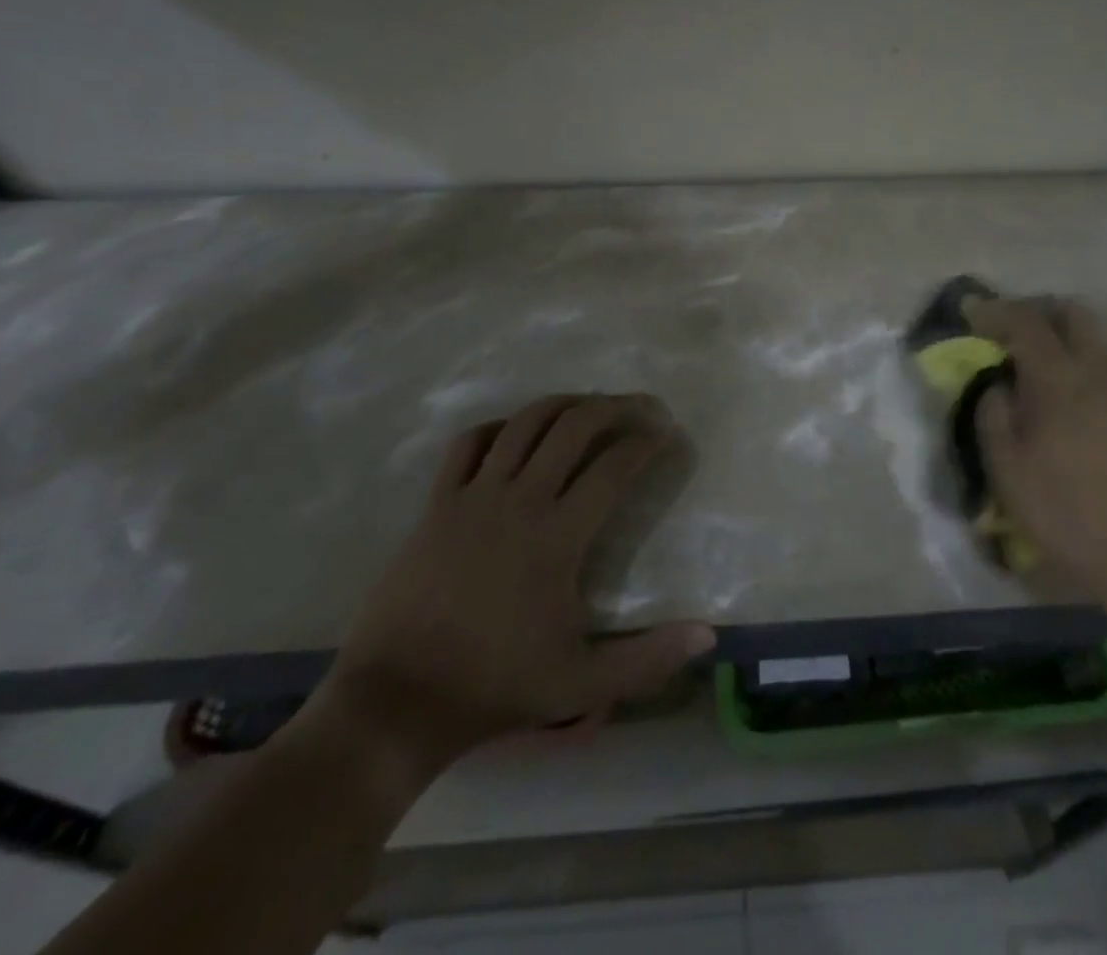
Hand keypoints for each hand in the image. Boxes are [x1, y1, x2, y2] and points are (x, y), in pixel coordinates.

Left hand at [311, 394, 714, 793]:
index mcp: (558, 536)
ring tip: (588, 405)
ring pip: (525, 423)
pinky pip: (469, 443)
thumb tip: (709, 636)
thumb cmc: (495, 688)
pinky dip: (499, 426)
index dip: (646, 444)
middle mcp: (520, 500)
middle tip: (639, 407)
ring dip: (563, 405)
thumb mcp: (583, 684)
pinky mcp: (438, 503)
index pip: (614, 468)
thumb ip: (649, 658)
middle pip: (574, 427)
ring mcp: (474, 496)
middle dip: (613, 406)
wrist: (397, 700)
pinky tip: (515, 431)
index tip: (665, 436)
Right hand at [966, 298, 1106, 606]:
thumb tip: (997, 386)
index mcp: (1057, 380)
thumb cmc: (1060, 508)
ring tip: (1038, 357)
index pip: (1026, 323)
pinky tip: (1068, 388)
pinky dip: (1084, 357)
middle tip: (1009, 327)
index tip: (970, 311)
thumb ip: (993, 415)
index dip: (995, 311)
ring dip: (1065, 332)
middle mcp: (1096, 372)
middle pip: (1074, 312)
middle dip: (1038, 309)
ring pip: (1097, 336)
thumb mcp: (1005, 466)